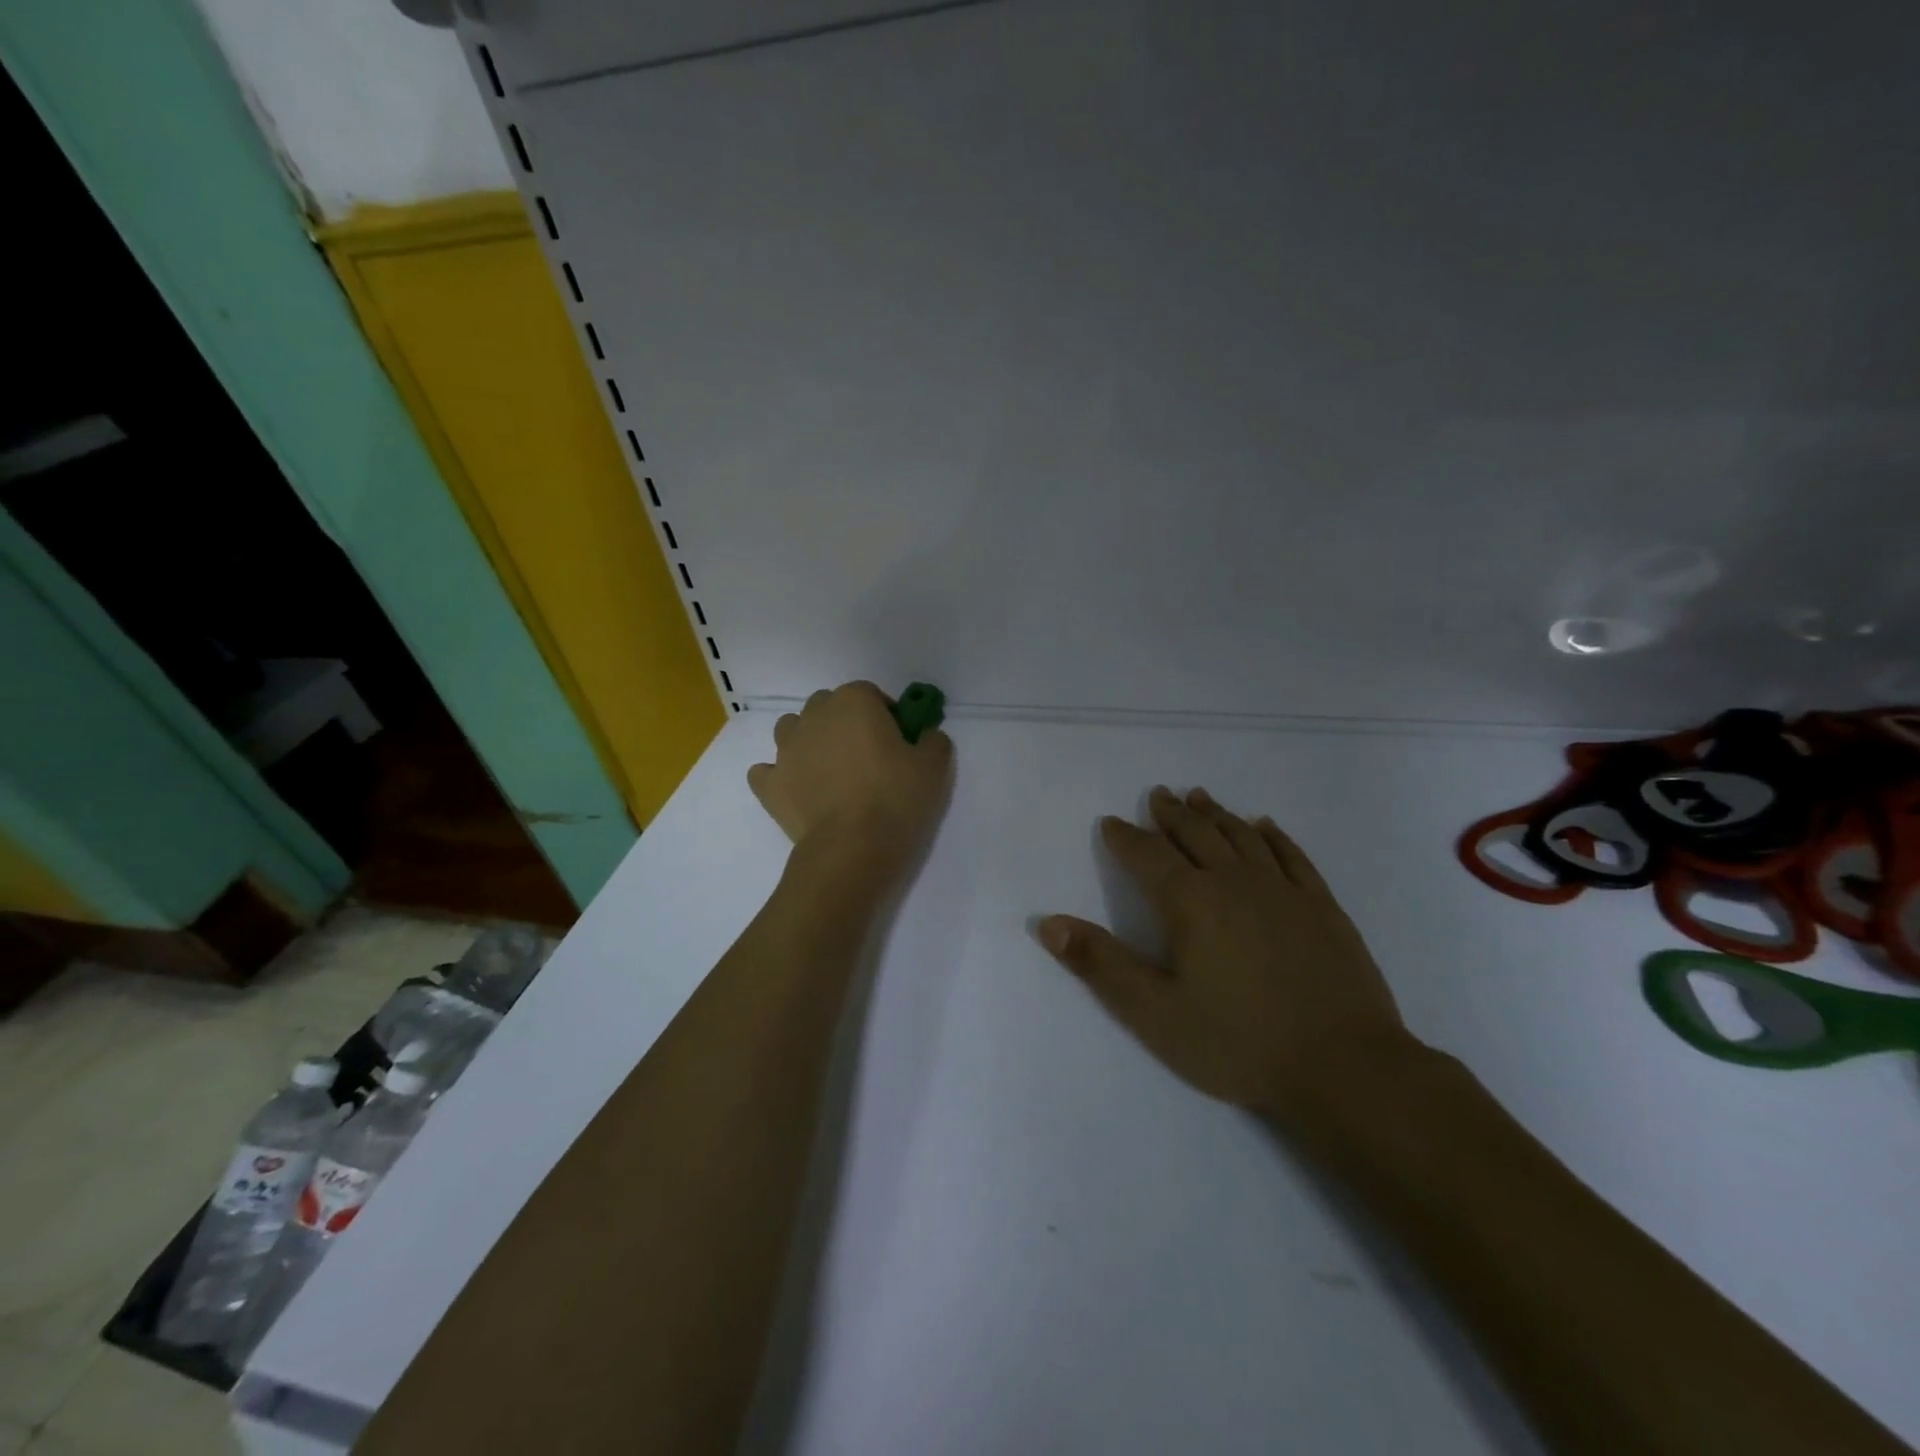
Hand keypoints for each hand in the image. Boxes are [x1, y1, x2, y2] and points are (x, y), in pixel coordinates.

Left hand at [748, 682, 953, 874]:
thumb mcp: (934, 766)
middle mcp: (814, 716)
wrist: (852, 848)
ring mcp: (785, 749)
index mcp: (853, 702)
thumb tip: (926, 736)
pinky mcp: (769, 784)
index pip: (869, 693)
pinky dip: (780, 777)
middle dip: (844, 723)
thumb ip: (933, 740)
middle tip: (866, 756)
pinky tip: (798, 792)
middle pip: (828, 706)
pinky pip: (768, 771)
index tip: (897, 740)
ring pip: (792, 730)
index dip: (884, 713)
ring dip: (808, 741)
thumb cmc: (895, 798)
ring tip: (829, 771)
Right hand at [1037, 786, 1416, 1126]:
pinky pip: (1292, 855)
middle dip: (1171, 814)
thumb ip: (1101, 964)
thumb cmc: (1238, 1042)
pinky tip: (1264, 826)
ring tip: (1199, 797)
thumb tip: (1048, 923)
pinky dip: (1273, 835)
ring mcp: (1284, 891)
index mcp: (1191, 903)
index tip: (1111, 822)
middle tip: (1158, 794)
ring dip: (1216, 814)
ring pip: (1242, 836)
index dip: (1125, 837)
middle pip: (1196, 834)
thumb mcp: (1154, 1013)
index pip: (1148, 856)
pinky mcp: (1322, 906)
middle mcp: (1235, 882)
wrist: (1343, 1067)